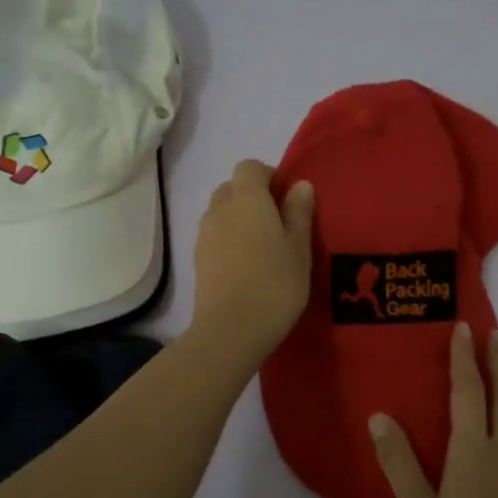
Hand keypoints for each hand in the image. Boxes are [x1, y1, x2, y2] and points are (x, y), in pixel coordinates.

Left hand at [189, 160, 314, 369]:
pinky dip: (229, 240)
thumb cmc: (275, 283)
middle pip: (232, 188)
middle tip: (278, 223)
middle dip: (252, 196)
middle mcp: (220, 209)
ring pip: (221, 212)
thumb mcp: (299, 247)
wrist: (230, 330)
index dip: (269, 176)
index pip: (250, 167)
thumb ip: (299, 212)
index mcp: (247, 199)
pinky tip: (247, 266)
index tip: (288, 198)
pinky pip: (215, 236)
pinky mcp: (198, 260)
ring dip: (239, 219)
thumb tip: (299, 185)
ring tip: (263, 247)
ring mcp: (204, 235)